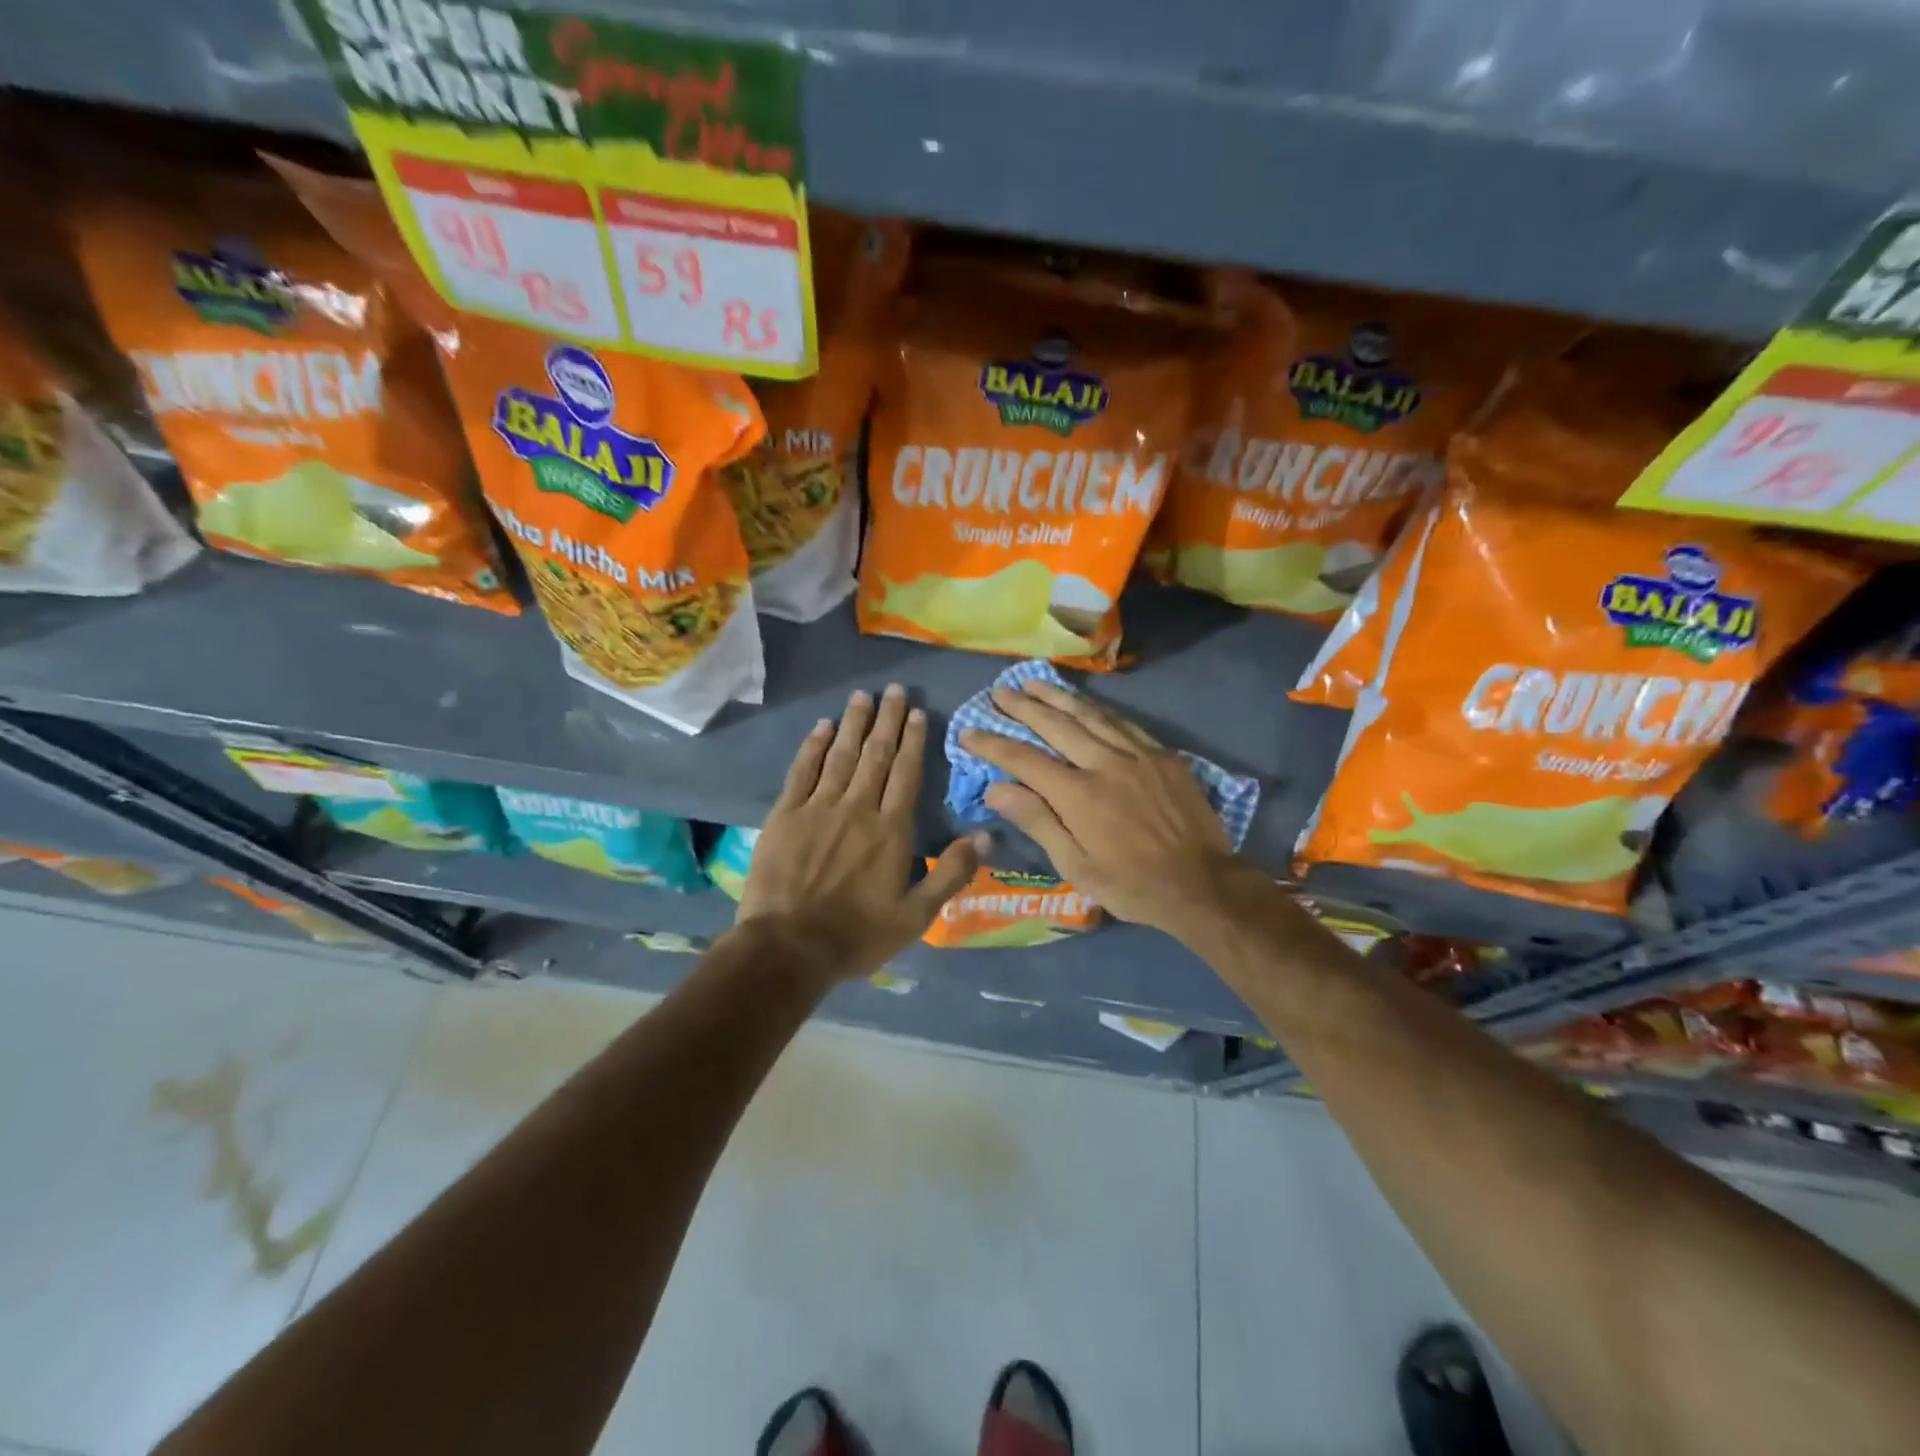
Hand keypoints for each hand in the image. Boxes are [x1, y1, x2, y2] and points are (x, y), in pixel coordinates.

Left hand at [740, 684, 983, 983]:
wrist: (789, 947)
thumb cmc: (858, 935)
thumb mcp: (917, 916)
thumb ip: (952, 872)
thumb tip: (987, 835)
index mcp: (891, 830)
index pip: (906, 773)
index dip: (913, 741)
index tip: (916, 712)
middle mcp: (858, 808)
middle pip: (876, 755)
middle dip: (886, 720)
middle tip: (893, 689)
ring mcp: (818, 808)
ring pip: (841, 755)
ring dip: (853, 723)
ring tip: (862, 696)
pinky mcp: (785, 815)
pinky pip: (802, 771)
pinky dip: (813, 746)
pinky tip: (822, 727)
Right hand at [960, 678, 1250, 939]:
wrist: (1202, 884)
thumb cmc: (1131, 885)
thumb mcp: (1076, 866)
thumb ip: (1037, 821)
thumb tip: (996, 788)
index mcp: (1079, 795)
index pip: (1024, 759)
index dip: (993, 743)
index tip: (969, 731)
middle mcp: (1105, 763)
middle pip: (1056, 725)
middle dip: (1023, 707)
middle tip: (999, 691)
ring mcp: (1138, 755)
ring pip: (1090, 714)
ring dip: (1058, 696)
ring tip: (1033, 682)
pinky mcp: (1163, 756)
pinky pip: (1123, 723)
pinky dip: (1098, 709)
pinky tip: (1085, 703)